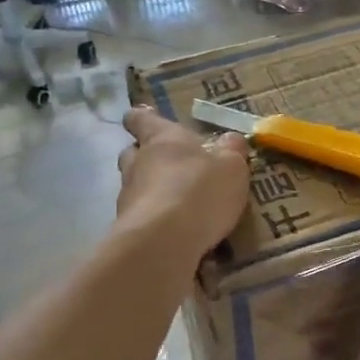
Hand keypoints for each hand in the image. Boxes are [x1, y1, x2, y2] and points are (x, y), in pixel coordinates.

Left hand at [116, 106, 249, 259]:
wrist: (164, 241)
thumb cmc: (200, 190)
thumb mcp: (231, 167)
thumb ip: (232, 151)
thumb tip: (231, 139)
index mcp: (161, 139)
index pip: (141, 119)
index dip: (143, 118)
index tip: (147, 120)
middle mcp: (138, 163)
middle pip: (132, 152)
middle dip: (147, 158)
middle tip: (170, 167)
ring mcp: (127, 198)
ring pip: (134, 187)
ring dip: (151, 193)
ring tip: (177, 207)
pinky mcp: (127, 228)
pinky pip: (141, 218)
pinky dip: (154, 222)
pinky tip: (174, 234)